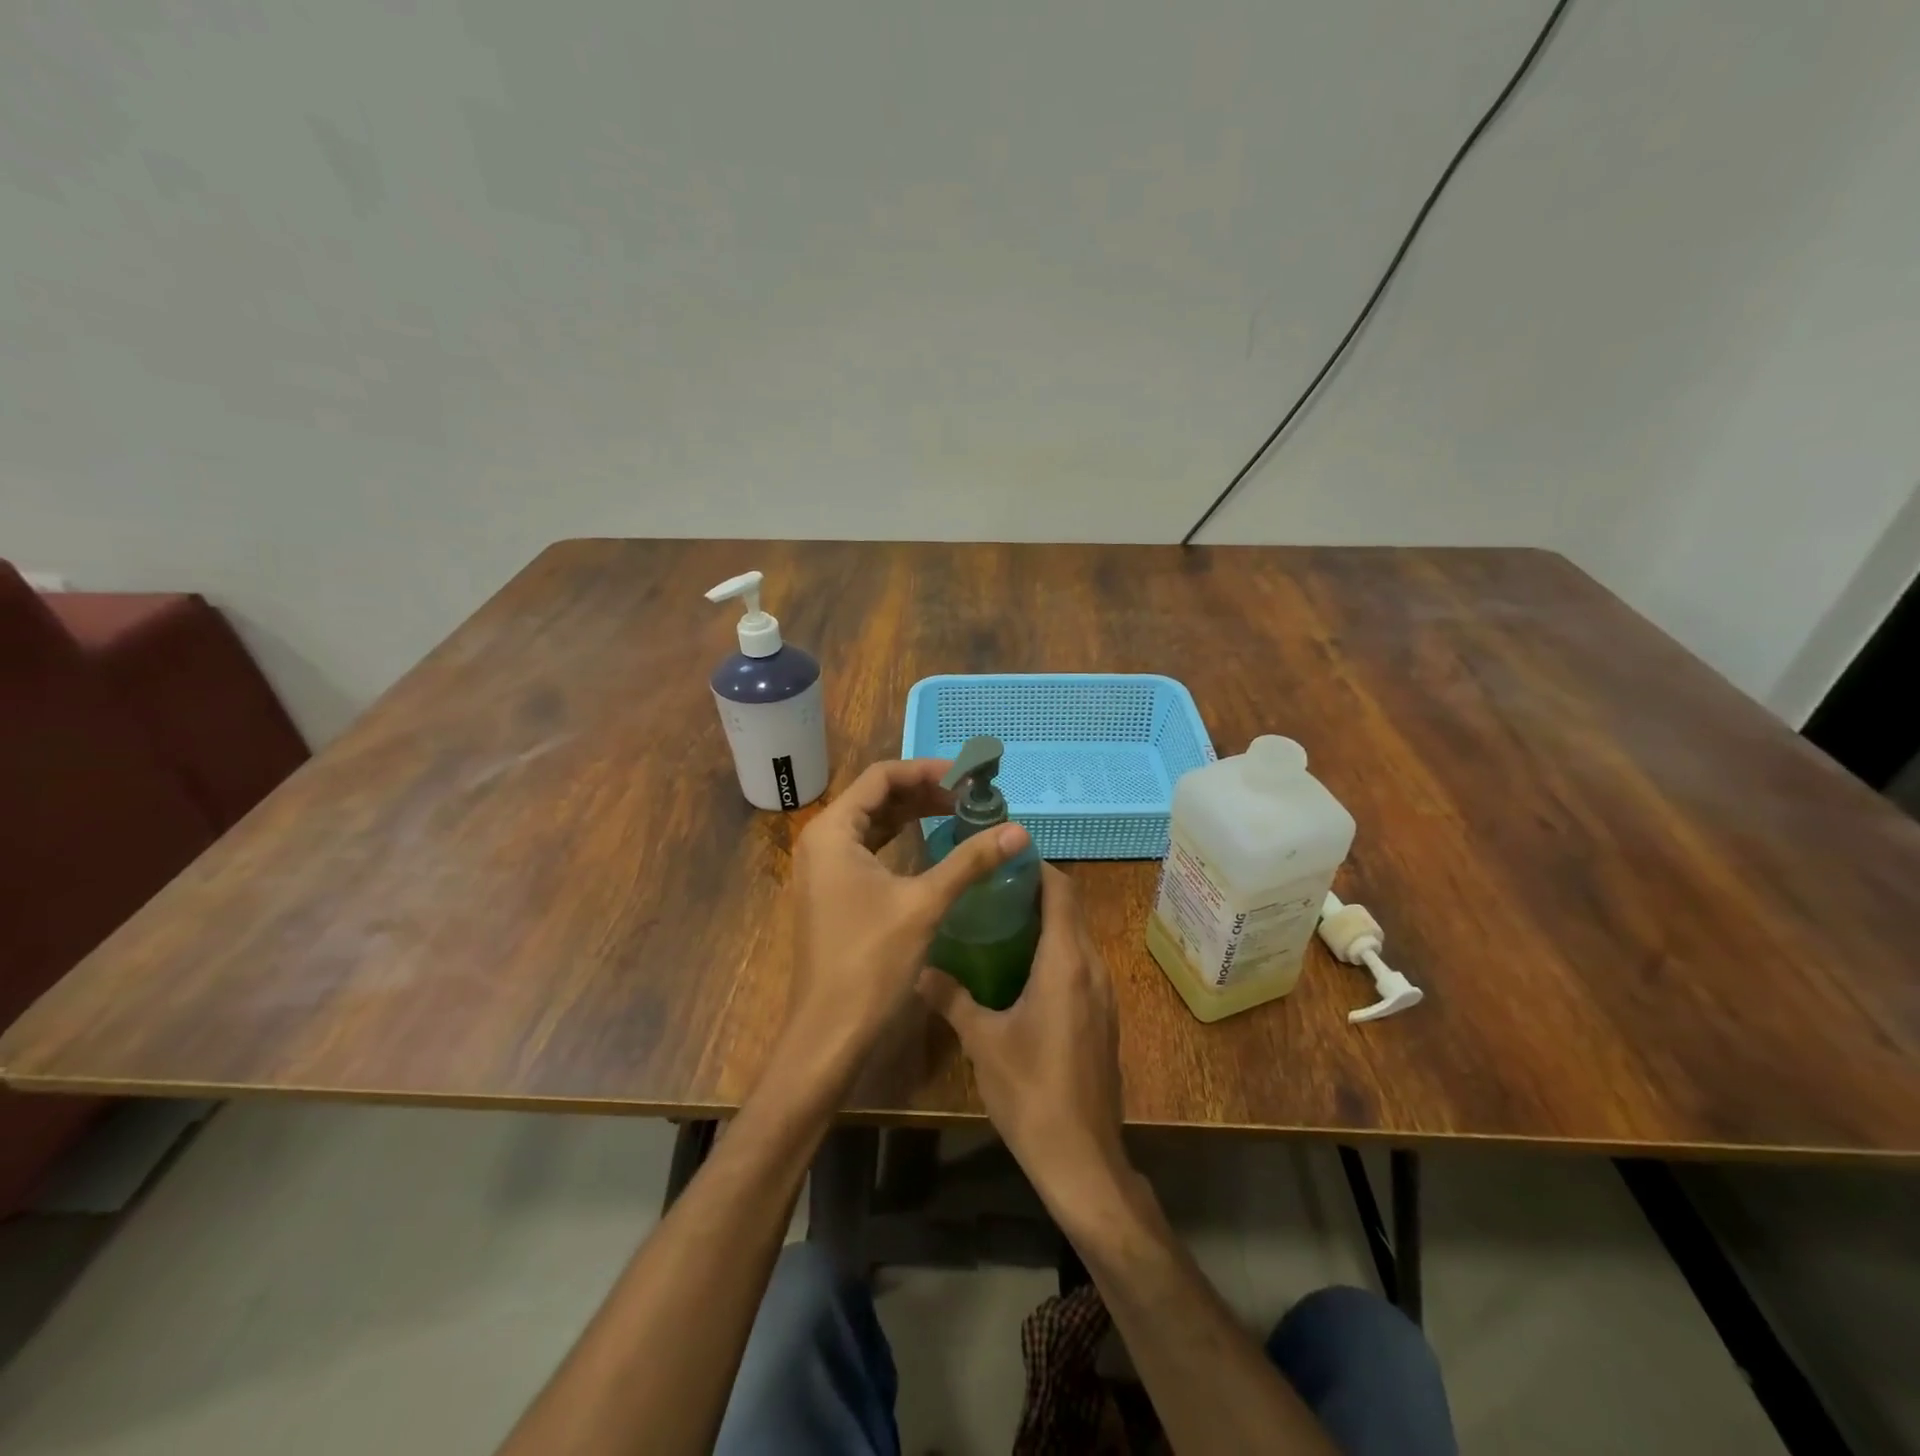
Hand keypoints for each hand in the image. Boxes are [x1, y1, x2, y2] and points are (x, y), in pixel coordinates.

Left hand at [782, 759, 1030, 1078]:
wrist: (828, 1034)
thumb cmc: (870, 963)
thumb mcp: (924, 904)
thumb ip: (969, 860)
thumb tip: (1018, 829)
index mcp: (833, 831)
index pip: (881, 777)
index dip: (927, 771)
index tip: (968, 778)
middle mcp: (822, 842)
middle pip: (875, 797)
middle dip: (923, 793)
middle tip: (970, 798)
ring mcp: (824, 869)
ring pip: (872, 824)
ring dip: (913, 816)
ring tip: (958, 816)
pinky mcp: (832, 893)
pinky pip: (868, 851)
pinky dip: (900, 842)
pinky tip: (931, 848)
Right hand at [918, 865, 1128, 1220]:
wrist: (1082, 1158)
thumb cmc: (1030, 1091)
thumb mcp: (982, 1041)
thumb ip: (951, 998)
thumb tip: (918, 969)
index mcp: (1066, 962)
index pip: (1061, 891)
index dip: (1036, 868)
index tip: (1002, 859)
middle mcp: (1092, 968)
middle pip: (1070, 910)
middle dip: (1035, 892)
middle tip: (989, 888)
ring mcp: (1103, 994)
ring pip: (1076, 938)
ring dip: (1045, 922)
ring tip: (999, 921)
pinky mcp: (1103, 1017)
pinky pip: (1080, 965)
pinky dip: (1055, 951)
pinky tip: (1019, 969)